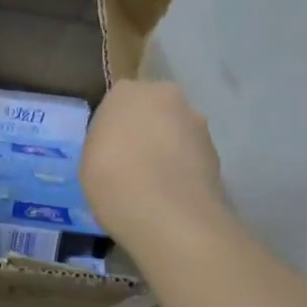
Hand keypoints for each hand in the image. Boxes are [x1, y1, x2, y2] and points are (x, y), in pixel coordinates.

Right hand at [82, 80, 228, 246]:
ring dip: (170, 147)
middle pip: (154, 109)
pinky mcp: (216, 151)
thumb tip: (121, 146)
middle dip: (148, 128)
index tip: (111, 148)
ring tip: (157, 182)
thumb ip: (107, 141)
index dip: (116, 126)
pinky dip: (186, 168)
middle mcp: (165, 96)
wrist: (167, 214)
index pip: (119, 102)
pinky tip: (175, 193)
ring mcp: (196, 122)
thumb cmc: (112, 178)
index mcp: (126, 92)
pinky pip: (194, 154)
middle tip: (135, 161)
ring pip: (178, 130)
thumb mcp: (90, 158)